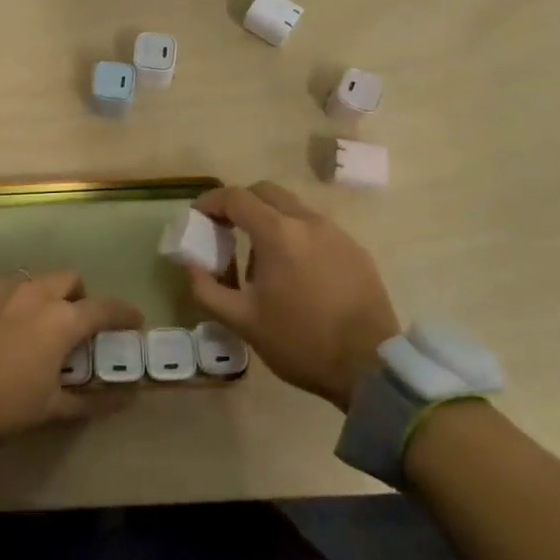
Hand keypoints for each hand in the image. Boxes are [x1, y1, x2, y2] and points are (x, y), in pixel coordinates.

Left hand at [0, 271, 143, 443]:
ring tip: (35, 324)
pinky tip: (2, 324)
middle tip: (74, 323)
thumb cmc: (0, 405)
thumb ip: (91, 401)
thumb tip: (126, 398)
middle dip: (80, 296)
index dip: (124, 313)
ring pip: (36, 279)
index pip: (104, 308)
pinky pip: (5, 285)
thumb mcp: (49, 409)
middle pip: (70, 279)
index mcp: (61, 320)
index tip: (134, 320)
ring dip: (46, 295)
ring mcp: (3, 286)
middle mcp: (36, 293)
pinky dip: (14, 299)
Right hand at [184, 182, 398, 410]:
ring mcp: (336, 233)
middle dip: (240, 203)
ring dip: (269, 220)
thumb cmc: (300, 342)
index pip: (235, 197)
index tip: (198, 217)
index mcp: (277, 233)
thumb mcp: (243, 321)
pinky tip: (295, 272)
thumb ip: (206, 288)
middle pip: (265, 192)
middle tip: (225, 230)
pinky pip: (316, 228)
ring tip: (260, 259)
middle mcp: (307, 221)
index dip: (211, 202)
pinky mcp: (355, 249)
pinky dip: (295, 235)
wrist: (370, 367)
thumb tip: (189, 263)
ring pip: (293, 208)